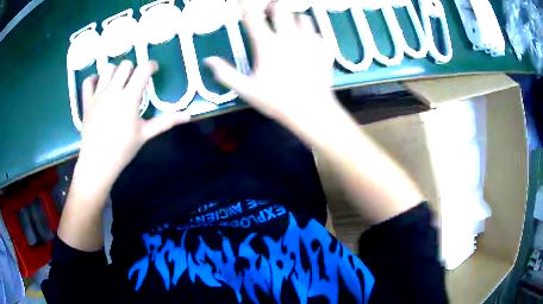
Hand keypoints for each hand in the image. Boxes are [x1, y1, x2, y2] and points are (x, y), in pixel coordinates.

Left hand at [75, 60, 189, 189]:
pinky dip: (94, 79)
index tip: (153, 70)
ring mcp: (98, 95)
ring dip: (116, 72)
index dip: (151, 65)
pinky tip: (99, 86)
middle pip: (126, 65)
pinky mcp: (86, 101)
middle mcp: (113, 91)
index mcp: (129, 98)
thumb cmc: (123, 150)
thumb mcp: (145, 134)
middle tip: (134, 80)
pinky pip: (88, 81)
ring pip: (108, 69)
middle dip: (133, 68)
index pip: (143, 71)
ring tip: (118, 82)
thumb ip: (166, 122)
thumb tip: (188, 115)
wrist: (98, 163)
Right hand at [205, 3, 339, 132]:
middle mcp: (288, 37)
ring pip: (302, 17)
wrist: (312, 110)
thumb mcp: (246, 90)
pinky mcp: (321, 49)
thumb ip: (225, 73)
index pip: (252, 17)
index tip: (241, 0)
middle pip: (281, 9)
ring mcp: (307, 41)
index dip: (244, 5)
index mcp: (267, 44)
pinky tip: (307, 39)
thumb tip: (208, 61)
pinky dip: (310, 31)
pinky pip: (316, 32)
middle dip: (274, 6)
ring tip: (289, 25)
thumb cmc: (277, 101)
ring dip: (293, 17)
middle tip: (270, 12)